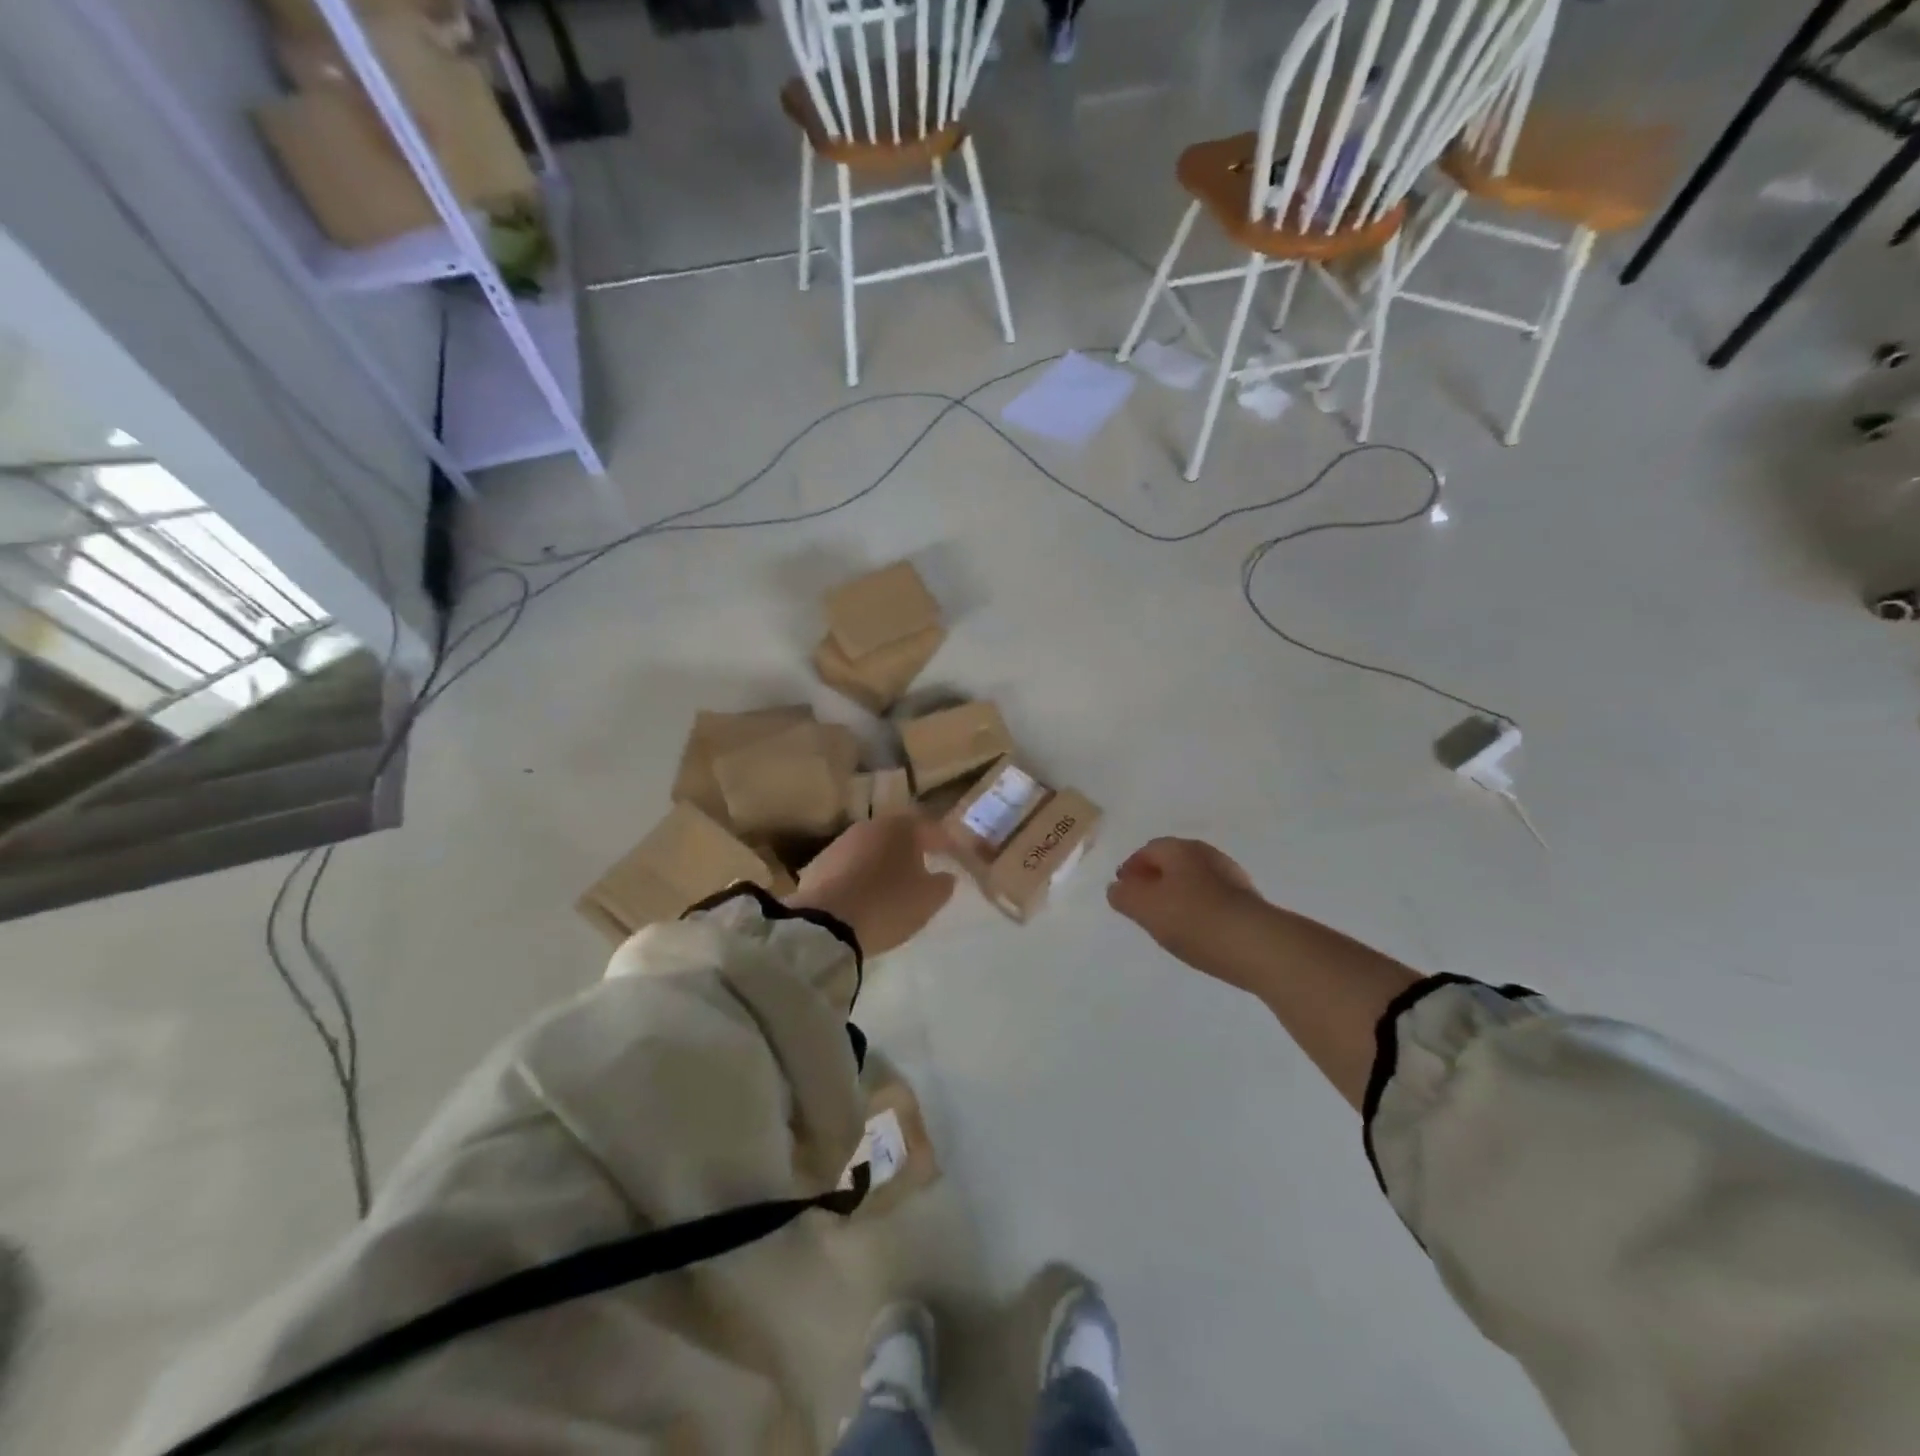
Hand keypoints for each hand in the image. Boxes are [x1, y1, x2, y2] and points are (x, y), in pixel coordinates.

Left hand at [788, 813, 956, 956]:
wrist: (826, 925)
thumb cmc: (888, 904)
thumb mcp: (929, 899)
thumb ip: (943, 884)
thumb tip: (945, 875)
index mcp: (901, 827)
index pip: (930, 827)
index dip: (944, 842)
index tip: (954, 855)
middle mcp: (870, 826)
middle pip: (898, 834)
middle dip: (911, 849)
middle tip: (924, 867)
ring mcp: (841, 842)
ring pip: (871, 848)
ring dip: (883, 862)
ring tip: (893, 885)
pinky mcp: (818, 864)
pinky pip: (850, 866)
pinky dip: (860, 876)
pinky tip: (864, 895)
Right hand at [1106, 837, 1267, 983]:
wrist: (1257, 946)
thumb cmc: (1193, 920)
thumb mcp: (1144, 908)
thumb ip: (1124, 895)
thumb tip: (1118, 887)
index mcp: (1180, 849)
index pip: (1148, 850)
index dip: (1131, 868)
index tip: (1123, 890)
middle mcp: (1207, 855)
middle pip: (1173, 862)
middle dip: (1155, 880)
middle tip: (1142, 904)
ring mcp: (1232, 877)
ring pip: (1194, 880)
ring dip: (1178, 895)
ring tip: (1168, 922)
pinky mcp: (1248, 902)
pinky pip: (1213, 899)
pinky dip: (1199, 909)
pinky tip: (1196, 931)